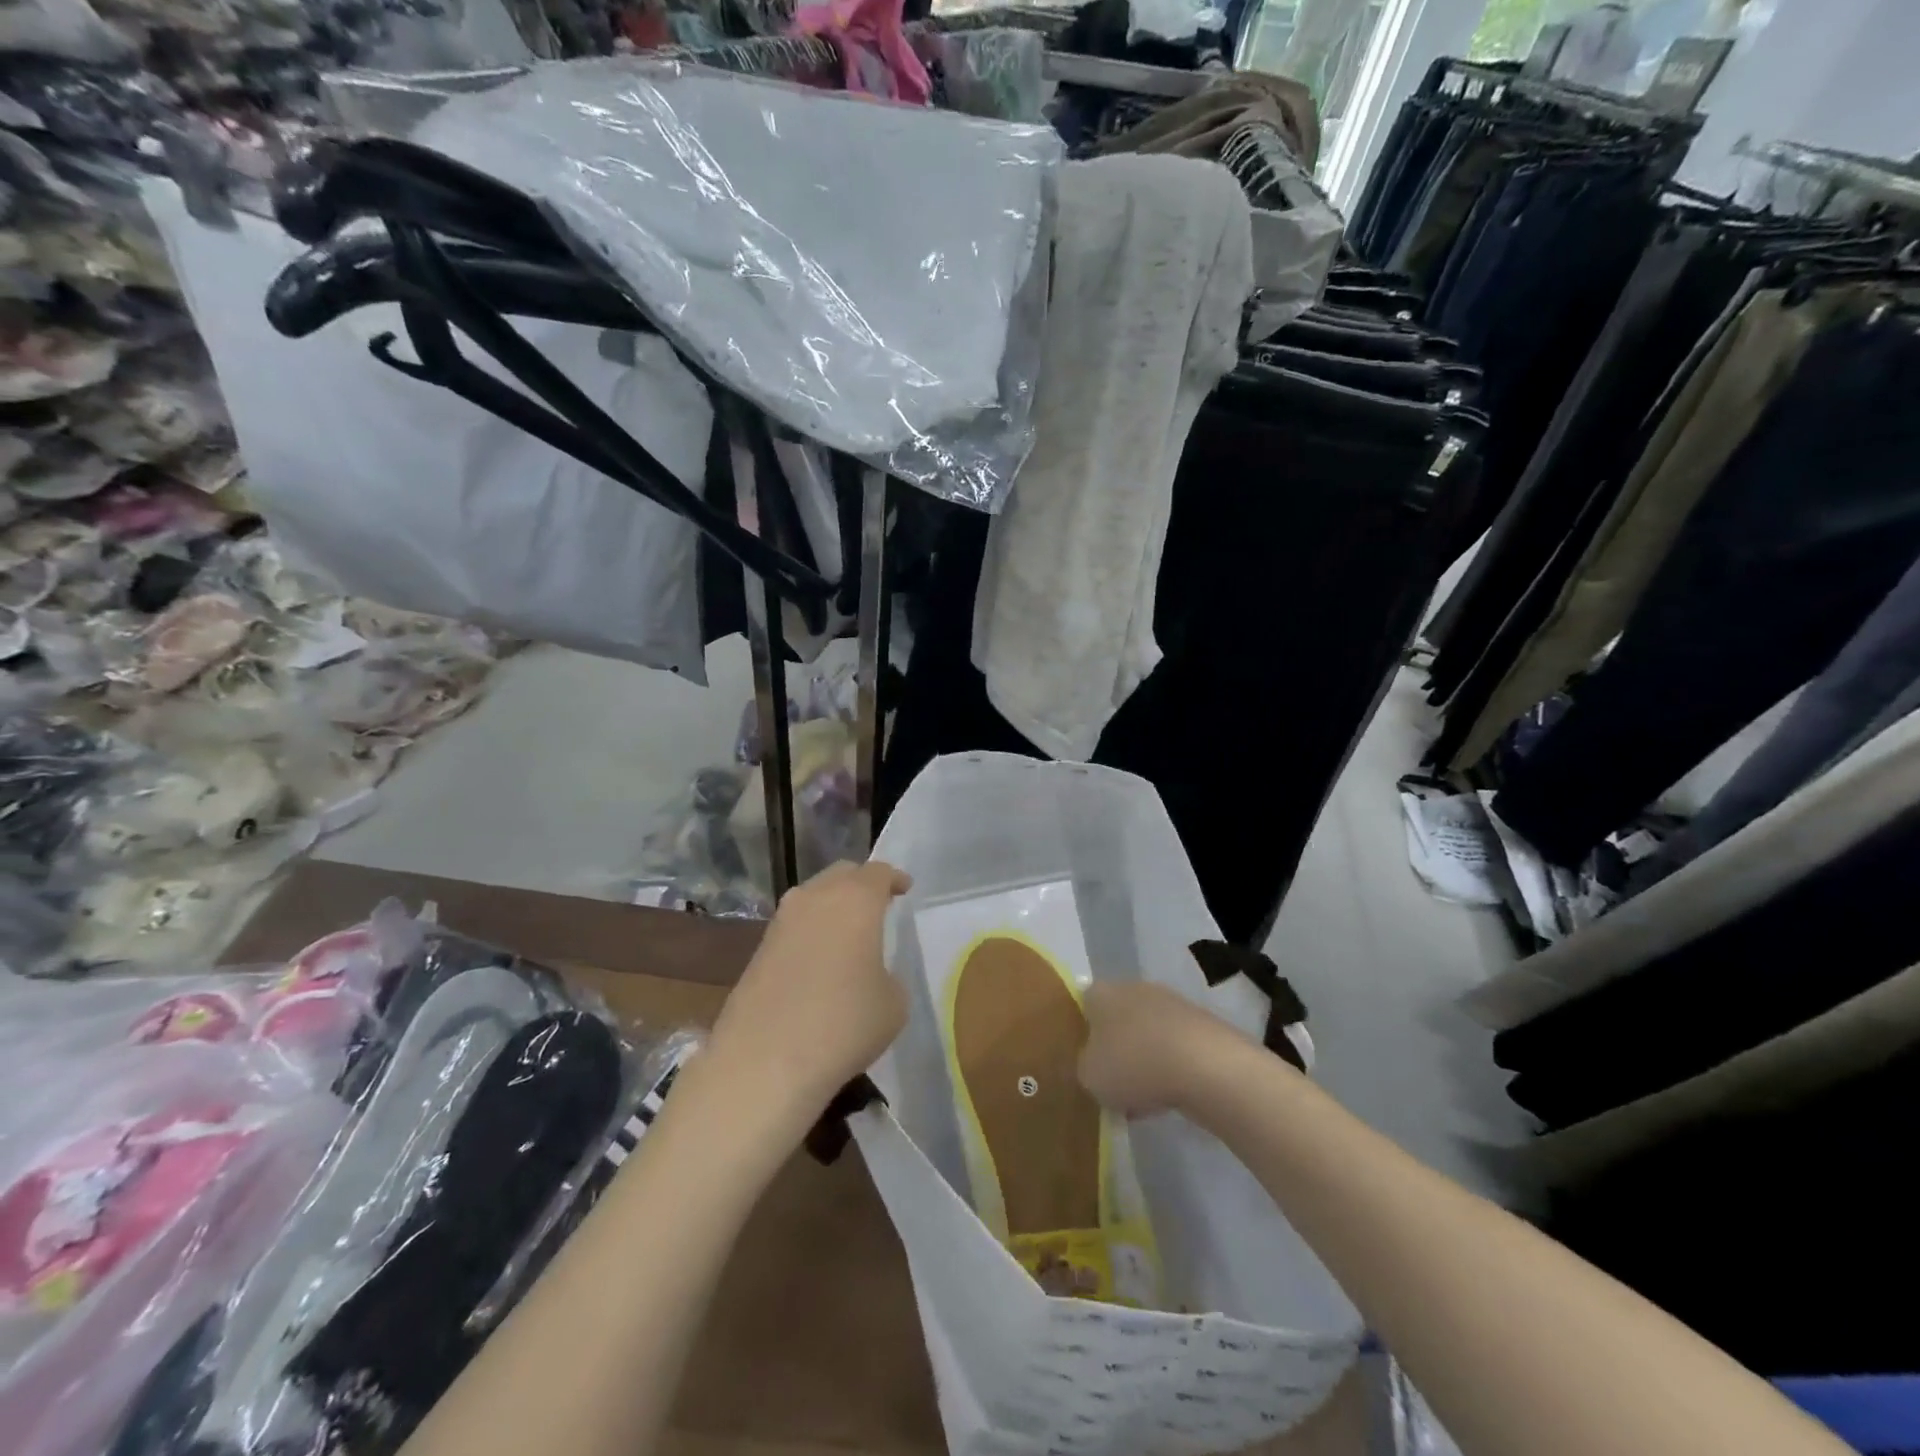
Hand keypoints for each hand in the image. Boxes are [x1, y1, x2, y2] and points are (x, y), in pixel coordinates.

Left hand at [708, 859, 912, 1118]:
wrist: (765, 1061)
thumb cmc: (844, 1023)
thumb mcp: (893, 1003)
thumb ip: (888, 975)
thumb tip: (870, 973)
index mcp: (855, 899)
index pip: (879, 872)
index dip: (894, 879)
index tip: (904, 889)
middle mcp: (815, 898)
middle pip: (841, 875)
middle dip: (861, 885)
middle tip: (877, 905)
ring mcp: (781, 921)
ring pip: (813, 898)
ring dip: (832, 908)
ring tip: (848, 934)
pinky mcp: (758, 949)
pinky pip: (794, 927)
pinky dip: (811, 933)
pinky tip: (820, 961)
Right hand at [1077, 981, 1257, 1116]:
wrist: (1206, 1066)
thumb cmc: (1133, 1064)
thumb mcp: (1089, 1076)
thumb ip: (1086, 1067)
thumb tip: (1095, 1064)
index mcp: (1101, 992)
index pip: (1083, 1005)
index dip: (1082, 1034)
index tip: (1085, 1062)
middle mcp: (1133, 989)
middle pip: (1117, 1019)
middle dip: (1115, 1050)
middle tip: (1112, 1084)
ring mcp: (1170, 1004)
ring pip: (1147, 1036)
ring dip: (1143, 1062)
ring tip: (1141, 1101)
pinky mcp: (1199, 1025)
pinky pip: (1173, 1049)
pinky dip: (1169, 1070)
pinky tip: (1168, 1099)